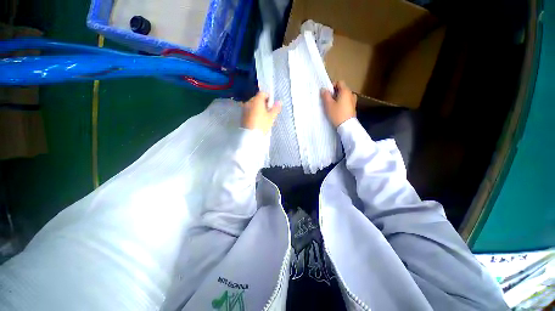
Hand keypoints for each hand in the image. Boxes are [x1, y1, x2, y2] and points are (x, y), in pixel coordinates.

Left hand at [241, 92, 281, 133]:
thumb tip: (279, 102)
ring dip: (259, 109)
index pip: (263, 93)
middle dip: (264, 104)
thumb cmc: (262, 124)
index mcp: (256, 100)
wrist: (250, 135)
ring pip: (254, 106)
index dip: (269, 98)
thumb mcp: (271, 117)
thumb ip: (275, 108)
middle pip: (258, 99)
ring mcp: (245, 109)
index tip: (272, 104)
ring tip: (264, 118)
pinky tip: (258, 121)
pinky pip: (250, 111)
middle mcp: (249, 102)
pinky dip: (254, 113)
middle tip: (269, 112)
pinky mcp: (242, 116)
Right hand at [321, 81, 356, 126]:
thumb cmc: (337, 114)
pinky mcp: (353, 107)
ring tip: (332, 105)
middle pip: (341, 89)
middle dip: (334, 93)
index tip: (326, 93)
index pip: (339, 82)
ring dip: (337, 98)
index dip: (332, 86)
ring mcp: (353, 101)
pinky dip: (341, 103)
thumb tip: (323, 89)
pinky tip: (337, 110)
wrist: (347, 126)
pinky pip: (346, 101)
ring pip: (344, 96)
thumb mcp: (328, 105)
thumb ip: (325, 95)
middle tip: (327, 100)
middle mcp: (351, 94)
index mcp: (345, 91)